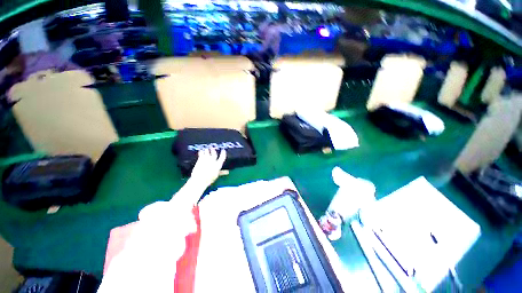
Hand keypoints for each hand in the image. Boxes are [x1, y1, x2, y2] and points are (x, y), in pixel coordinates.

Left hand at [190, 148, 226, 188]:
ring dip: (207, 150)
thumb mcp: (216, 175)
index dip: (223, 153)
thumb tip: (227, 172)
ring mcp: (207, 159)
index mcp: (218, 165)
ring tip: (207, 149)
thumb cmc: (209, 179)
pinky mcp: (200, 159)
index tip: (223, 150)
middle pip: (214, 154)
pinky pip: (201, 153)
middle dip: (213, 150)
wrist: (199, 180)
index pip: (222, 157)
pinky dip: (201, 151)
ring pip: (207, 152)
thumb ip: (222, 172)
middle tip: (212, 148)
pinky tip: (201, 150)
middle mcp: (213, 161)